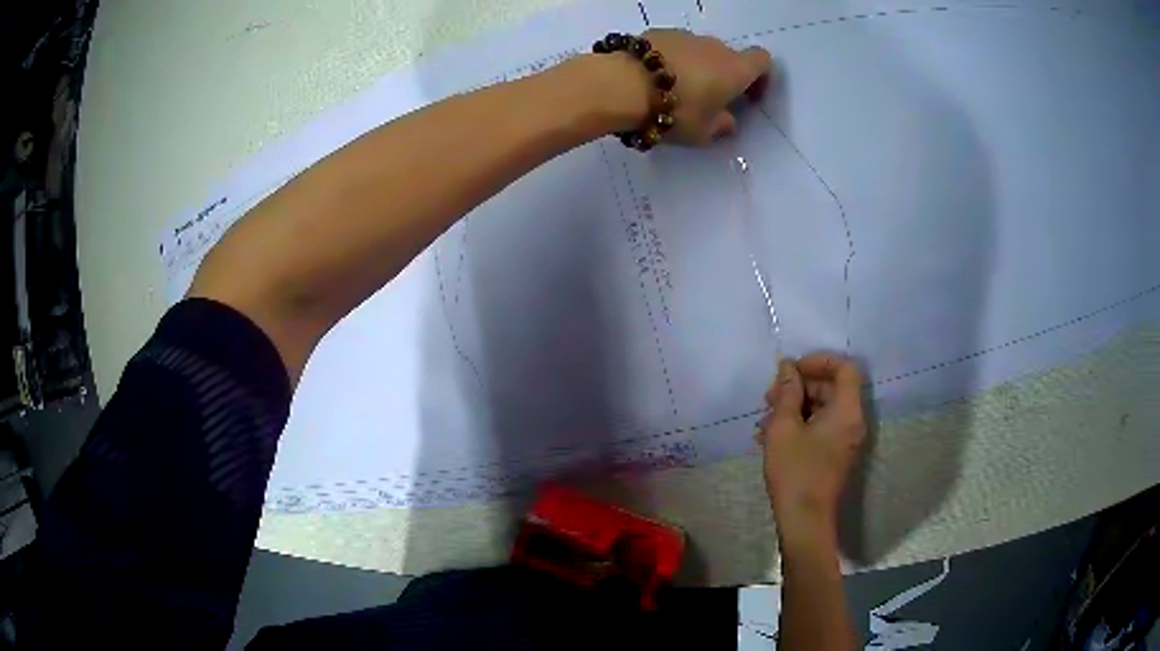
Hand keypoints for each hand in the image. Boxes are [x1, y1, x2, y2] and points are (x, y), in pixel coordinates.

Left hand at [584, 30, 772, 145]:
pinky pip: (672, 48)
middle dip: (722, 76)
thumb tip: (728, 120)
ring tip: (673, 93)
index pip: (762, 61)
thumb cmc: (674, 112)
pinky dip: (670, 61)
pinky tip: (651, 80)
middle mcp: (713, 46)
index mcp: (735, 69)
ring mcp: (683, 36)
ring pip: (698, 51)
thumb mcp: (703, 133)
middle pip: (727, 57)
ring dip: (695, 68)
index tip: (747, 97)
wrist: (621, 85)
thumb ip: (721, 126)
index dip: (760, 78)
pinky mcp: (654, 33)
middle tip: (705, 102)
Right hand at [757, 354, 866, 544]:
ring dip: (794, 406)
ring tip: (764, 421)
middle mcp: (852, 420)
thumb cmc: (795, 471)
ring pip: (823, 407)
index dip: (818, 361)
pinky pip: (821, 426)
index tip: (790, 370)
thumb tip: (788, 366)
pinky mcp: (835, 452)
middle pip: (831, 387)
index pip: (844, 367)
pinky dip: (799, 423)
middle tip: (769, 397)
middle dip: (799, 386)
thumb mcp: (784, 427)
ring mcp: (845, 438)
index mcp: (847, 410)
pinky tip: (770, 436)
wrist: (804, 520)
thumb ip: (787, 392)